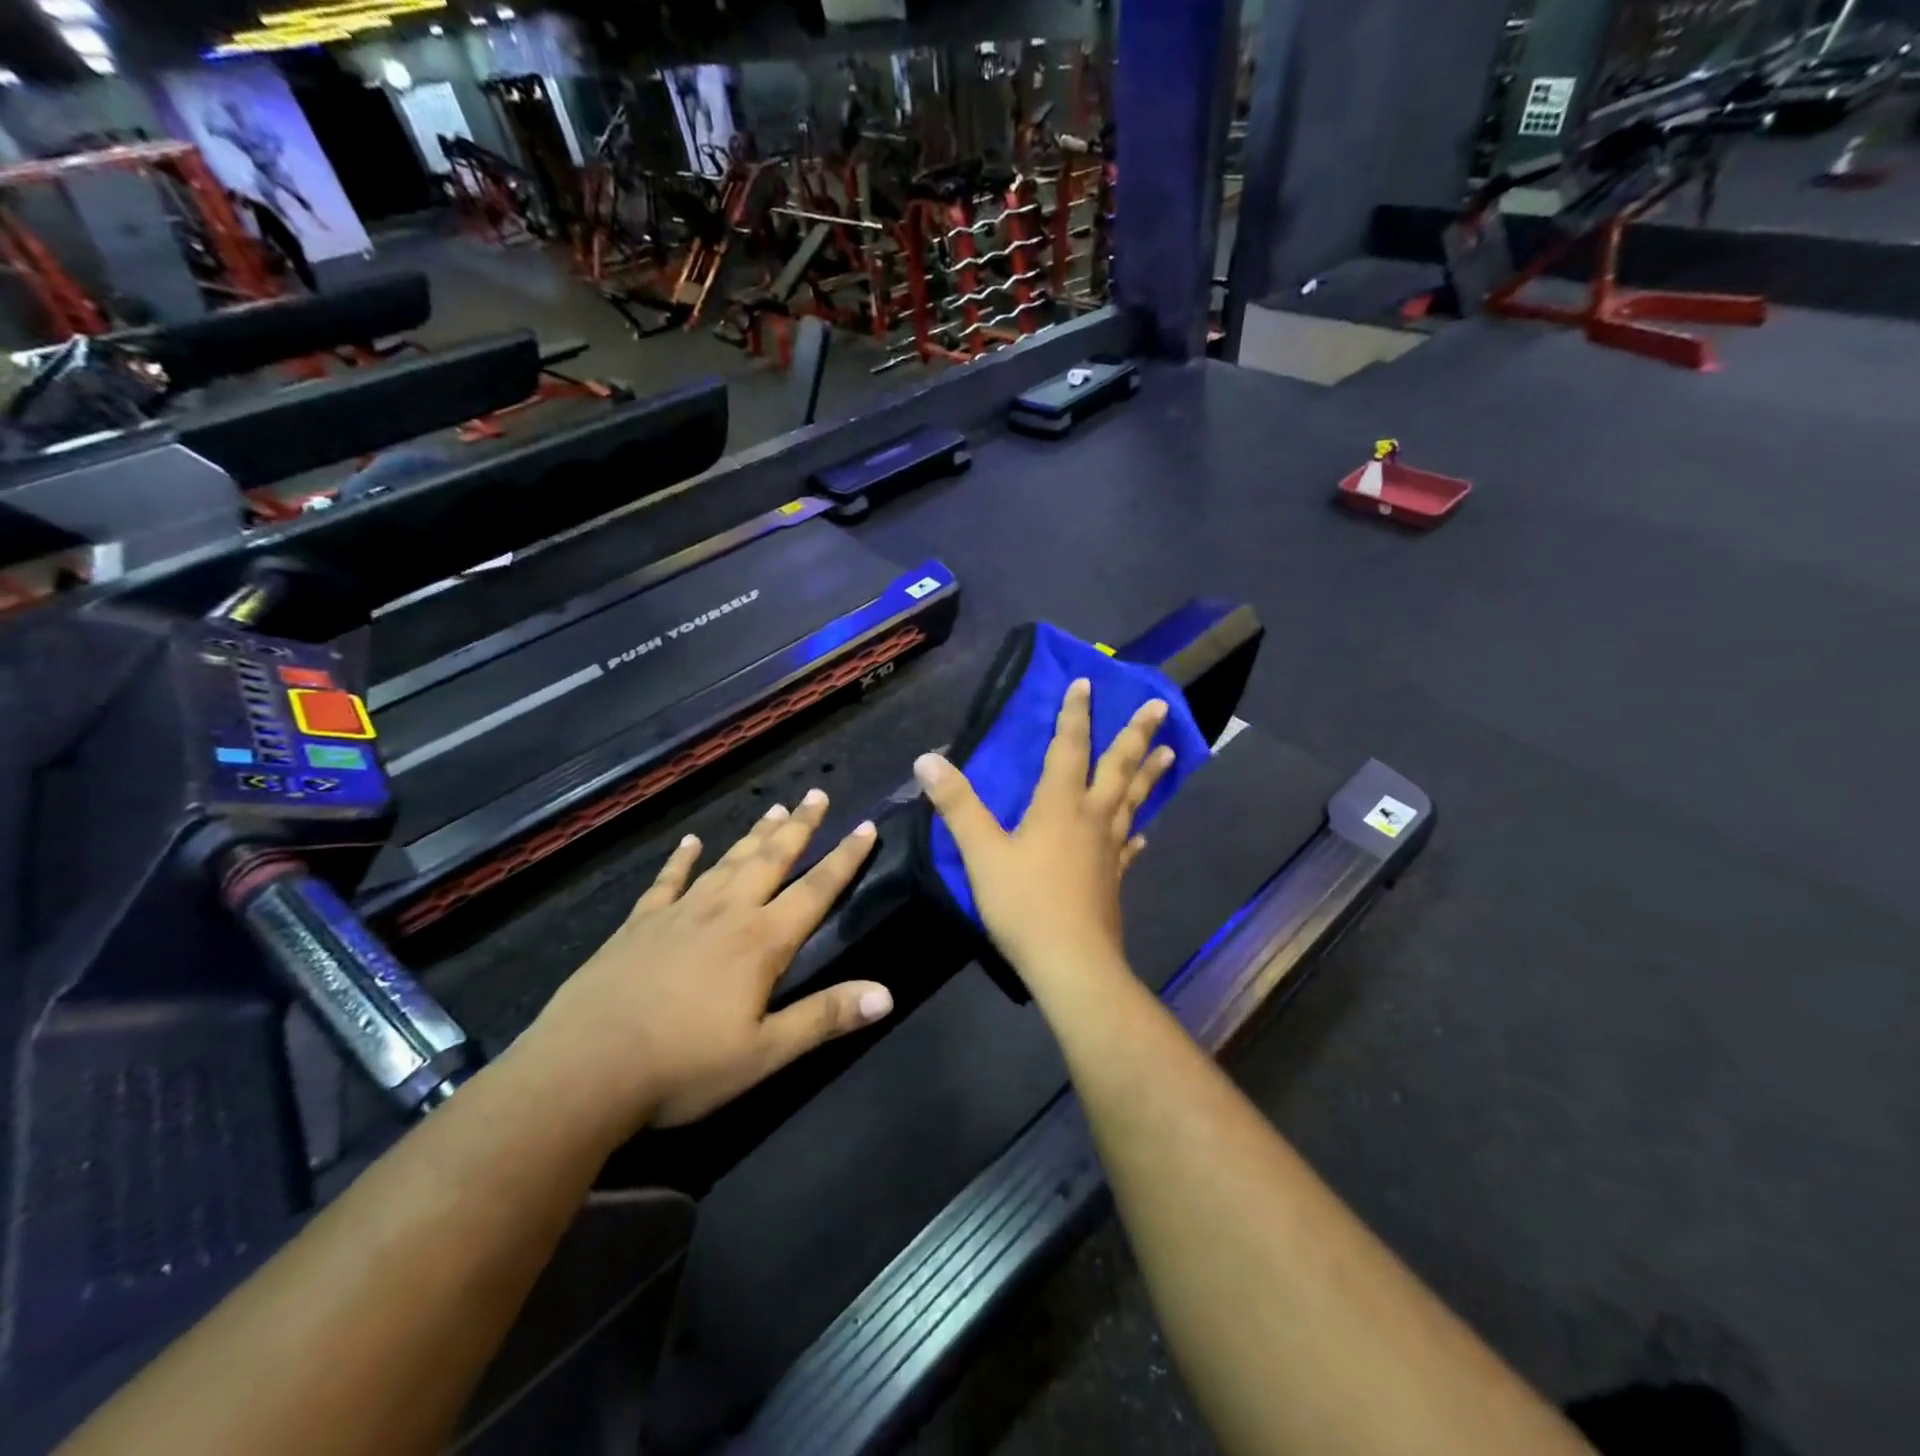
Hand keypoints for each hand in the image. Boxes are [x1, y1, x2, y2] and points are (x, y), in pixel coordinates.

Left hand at [524, 790, 891, 1129]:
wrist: (584, 1070)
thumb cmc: (683, 1066)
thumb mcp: (764, 1052)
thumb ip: (825, 1017)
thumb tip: (887, 994)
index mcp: (761, 941)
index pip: (816, 889)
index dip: (845, 858)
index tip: (866, 825)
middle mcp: (726, 913)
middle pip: (771, 859)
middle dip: (800, 827)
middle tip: (817, 794)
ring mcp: (679, 913)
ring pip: (727, 862)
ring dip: (754, 835)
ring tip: (775, 808)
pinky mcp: (639, 924)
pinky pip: (667, 880)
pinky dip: (682, 859)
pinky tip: (691, 842)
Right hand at [914, 679, 1174, 998]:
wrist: (1071, 963)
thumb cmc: (1024, 904)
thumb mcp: (982, 853)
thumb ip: (957, 805)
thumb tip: (928, 759)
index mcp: (1059, 805)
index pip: (1069, 748)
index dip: (1075, 714)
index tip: (1086, 682)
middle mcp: (1091, 818)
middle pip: (1119, 767)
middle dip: (1136, 734)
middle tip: (1160, 707)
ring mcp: (1108, 850)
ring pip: (1132, 801)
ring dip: (1149, 774)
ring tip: (1170, 752)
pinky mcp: (1113, 879)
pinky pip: (1128, 846)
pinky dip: (1135, 832)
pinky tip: (1142, 833)